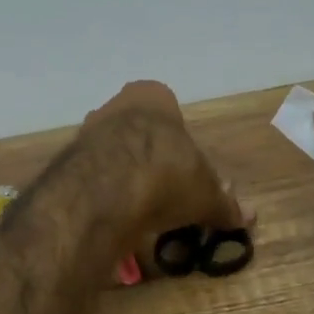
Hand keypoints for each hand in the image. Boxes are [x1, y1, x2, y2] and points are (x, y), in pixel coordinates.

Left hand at [79, 81, 246, 264]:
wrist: (107, 191)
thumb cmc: (167, 174)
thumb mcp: (205, 193)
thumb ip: (224, 203)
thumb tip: (248, 217)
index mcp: (153, 96)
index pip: (169, 111)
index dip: (180, 144)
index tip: (186, 173)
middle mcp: (115, 104)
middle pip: (138, 132)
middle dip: (150, 159)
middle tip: (166, 192)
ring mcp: (86, 132)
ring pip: (111, 153)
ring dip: (124, 176)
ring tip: (141, 209)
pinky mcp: (66, 163)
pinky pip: (92, 177)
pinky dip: (104, 194)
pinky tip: (115, 216)